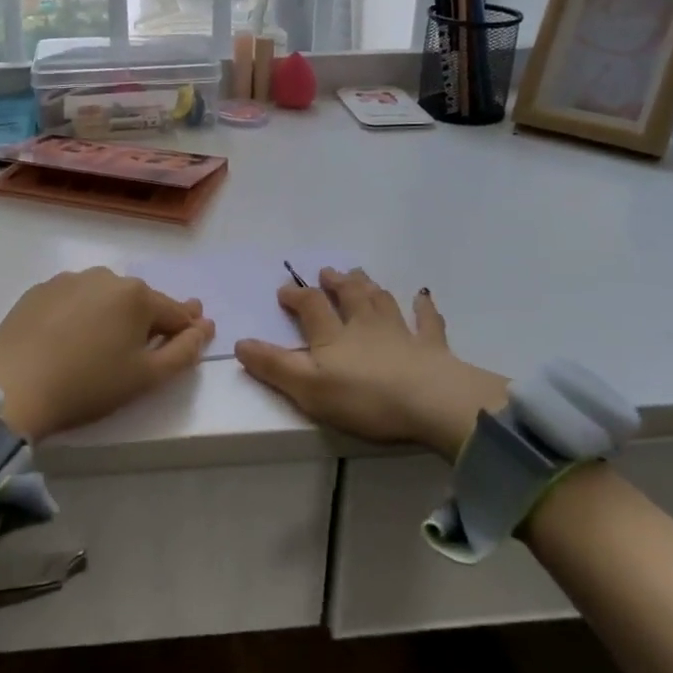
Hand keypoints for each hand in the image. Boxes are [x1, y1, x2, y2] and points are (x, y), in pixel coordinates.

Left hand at [0, 269, 214, 442]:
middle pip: (139, 301)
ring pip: (104, 297)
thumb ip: (184, 351)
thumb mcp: (147, 377)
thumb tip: (204, 326)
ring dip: (112, 314)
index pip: (174, 312)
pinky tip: (69, 339)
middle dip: (147, 320)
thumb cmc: (89, 385)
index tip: (194, 334)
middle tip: (142, 348)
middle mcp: (106, 277)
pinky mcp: (39, 290)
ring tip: (101, 346)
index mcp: (137, 295)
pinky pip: (73, 300)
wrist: (14, 387)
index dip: (186, 327)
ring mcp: (69, 280)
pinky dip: (79, 314)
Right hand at [236, 268, 507, 458]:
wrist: (430, 401)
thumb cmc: (364, 397)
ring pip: (382, 301)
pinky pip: (427, 322)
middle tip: (328, 270)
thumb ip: (274, 365)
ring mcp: (401, 333)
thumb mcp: (308, 387)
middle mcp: (365, 325)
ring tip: (362, 275)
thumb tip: (240, 343)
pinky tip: (423, 297)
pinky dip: (424, 308)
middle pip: (349, 295)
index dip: (296, 296)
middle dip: (336, 282)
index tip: (284, 290)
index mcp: (333, 335)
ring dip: (370, 287)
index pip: (311, 306)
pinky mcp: (432, 348)